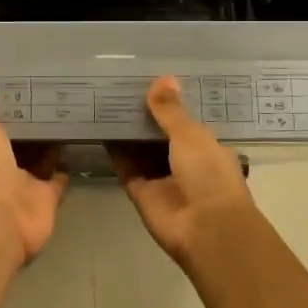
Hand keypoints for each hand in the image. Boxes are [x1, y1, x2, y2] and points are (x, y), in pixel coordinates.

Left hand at [0, 75, 68, 267]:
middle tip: (51, 93)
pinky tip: (77, 144)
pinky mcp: (47, 197)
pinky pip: (58, 178)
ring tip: (68, 113)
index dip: (3, 105)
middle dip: (29, 122)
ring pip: (39, 157)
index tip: (19, 82)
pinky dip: (65, 165)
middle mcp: (1, 165)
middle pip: (18, 140)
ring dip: (49, 142)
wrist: (2, 219)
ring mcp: (25, 183)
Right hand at [108, 75, 256, 269]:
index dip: (169, 103)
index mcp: (205, 146)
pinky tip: (99, 128)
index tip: (148, 81)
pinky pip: (125, 166)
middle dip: (143, 116)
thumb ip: (171, 110)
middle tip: (119, 88)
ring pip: (139, 150)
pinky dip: (114, 151)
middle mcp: (184, 161)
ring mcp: (161, 178)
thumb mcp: (191, 135)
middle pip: (158, 134)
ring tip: (104, 102)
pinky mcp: (140, 192)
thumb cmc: (208, 174)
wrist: (205, 229)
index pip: (185, 121)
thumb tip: (163, 78)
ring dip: (126, 131)